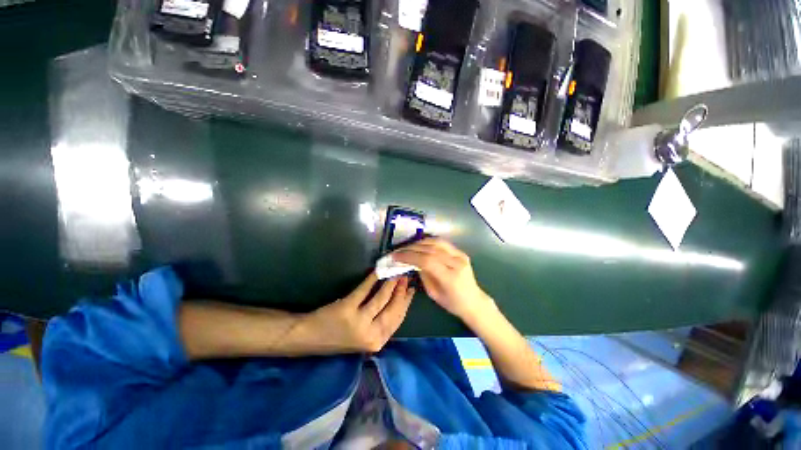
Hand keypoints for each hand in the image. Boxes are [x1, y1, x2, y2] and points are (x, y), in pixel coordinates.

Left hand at [301, 273, 414, 353]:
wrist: (308, 338)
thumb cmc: (337, 337)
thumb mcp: (364, 337)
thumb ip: (381, 325)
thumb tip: (397, 302)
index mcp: (377, 342)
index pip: (398, 319)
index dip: (406, 302)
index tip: (411, 289)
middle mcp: (371, 335)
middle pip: (393, 308)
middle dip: (401, 291)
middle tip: (404, 276)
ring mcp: (359, 322)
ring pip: (381, 298)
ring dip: (390, 283)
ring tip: (394, 273)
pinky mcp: (347, 309)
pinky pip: (364, 290)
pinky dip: (373, 278)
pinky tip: (377, 271)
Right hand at [391, 238, 493, 321]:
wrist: (474, 301)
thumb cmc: (452, 303)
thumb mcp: (433, 294)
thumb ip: (423, 275)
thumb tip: (412, 261)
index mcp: (450, 277)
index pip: (427, 261)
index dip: (410, 256)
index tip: (396, 256)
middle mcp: (456, 263)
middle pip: (430, 249)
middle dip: (411, 248)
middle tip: (399, 251)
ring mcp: (460, 256)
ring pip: (436, 242)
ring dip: (419, 243)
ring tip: (408, 247)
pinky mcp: (461, 252)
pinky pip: (443, 243)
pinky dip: (429, 241)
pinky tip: (420, 244)